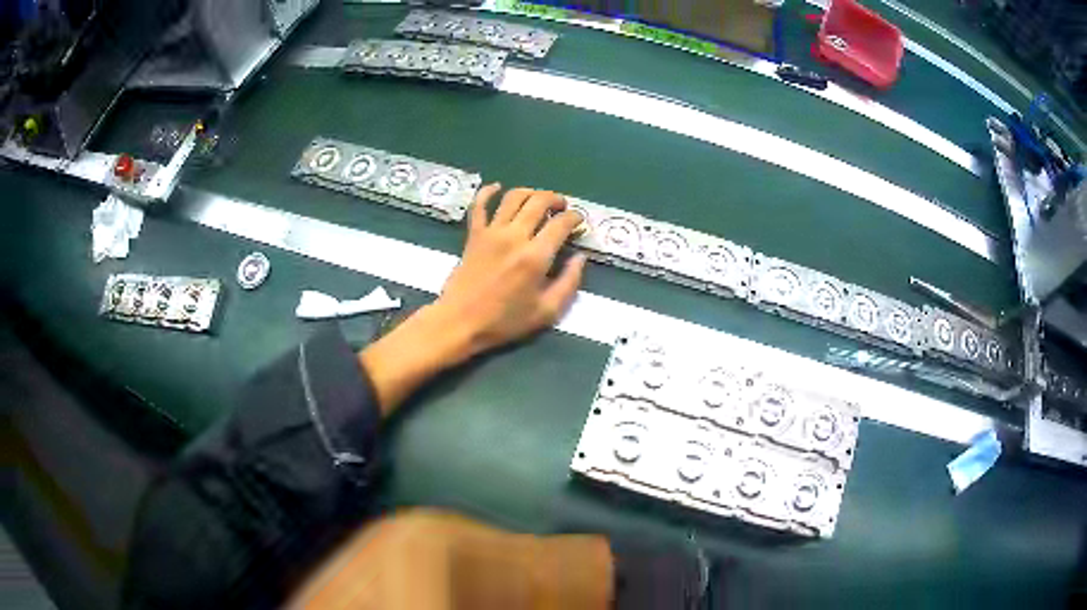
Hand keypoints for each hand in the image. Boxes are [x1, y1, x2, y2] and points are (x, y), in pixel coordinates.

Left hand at [360, 184, 586, 413]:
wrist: (461, 322)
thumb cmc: (505, 321)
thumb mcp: (547, 311)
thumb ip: (569, 282)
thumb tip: (580, 258)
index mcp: (535, 256)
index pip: (561, 223)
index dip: (575, 218)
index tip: (579, 222)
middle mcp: (514, 236)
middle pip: (539, 201)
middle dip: (556, 199)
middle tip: (562, 207)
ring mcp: (491, 232)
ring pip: (513, 197)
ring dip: (531, 192)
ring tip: (539, 199)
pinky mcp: (474, 234)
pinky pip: (480, 205)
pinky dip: (489, 192)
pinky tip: (497, 188)